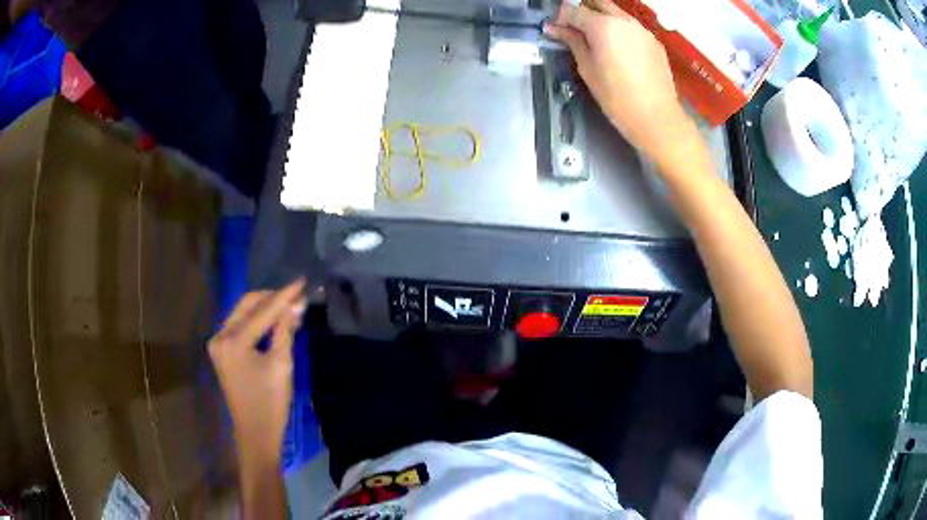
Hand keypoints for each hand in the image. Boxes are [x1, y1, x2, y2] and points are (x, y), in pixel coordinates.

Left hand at [208, 279, 306, 466]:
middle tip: (296, 295)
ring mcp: (218, 343)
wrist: (255, 433)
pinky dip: (256, 321)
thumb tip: (297, 304)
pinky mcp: (221, 350)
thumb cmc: (271, 403)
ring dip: (264, 308)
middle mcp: (220, 336)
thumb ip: (285, 330)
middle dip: (272, 298)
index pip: (262, 311)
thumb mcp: (282, 365)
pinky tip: (272, 320)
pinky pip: (239, 326)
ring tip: (288, 306)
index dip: (284, 296)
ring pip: (242, 313)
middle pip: (247, 305)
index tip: (302, 281)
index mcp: (233, 341)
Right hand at [545, 0, 690, 160]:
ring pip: (616, 13)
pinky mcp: (654, 42)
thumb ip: (573, 42)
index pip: (574, 10)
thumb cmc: (617, 98)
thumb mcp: (587, 69)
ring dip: (602, 19)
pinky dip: (620, 30)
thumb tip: (555, 29)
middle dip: (582, 12)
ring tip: (596, 40)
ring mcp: (642, 29)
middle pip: (597, 3)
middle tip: (574, 30)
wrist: (657, 118)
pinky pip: (632, 27)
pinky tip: (618, 50)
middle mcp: (624, 20)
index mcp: (603, 26)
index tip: (556, 32)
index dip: (561, 19)